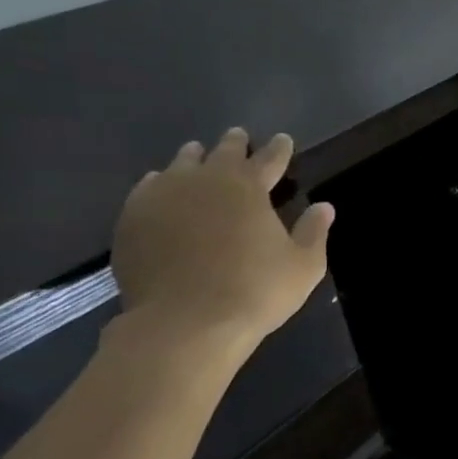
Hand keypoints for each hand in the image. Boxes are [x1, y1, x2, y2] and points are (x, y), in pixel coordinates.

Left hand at [110, 128, 333, 358]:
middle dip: (235, 144)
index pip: (269, 159)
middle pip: (222, 153)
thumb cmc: (255, 291)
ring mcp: (162, 198)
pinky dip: (159, 183)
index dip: (279, 149)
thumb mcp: (303, 265)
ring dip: (193, 158)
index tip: (284, 139)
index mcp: (248, 187)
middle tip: (239, 136)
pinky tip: (159, 185)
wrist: (185, 322)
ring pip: (180, 166)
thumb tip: (324, 207)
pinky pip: (147, 189)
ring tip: (196, 153)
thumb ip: (313, 232)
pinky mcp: (133, 220)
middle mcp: (203, 181)